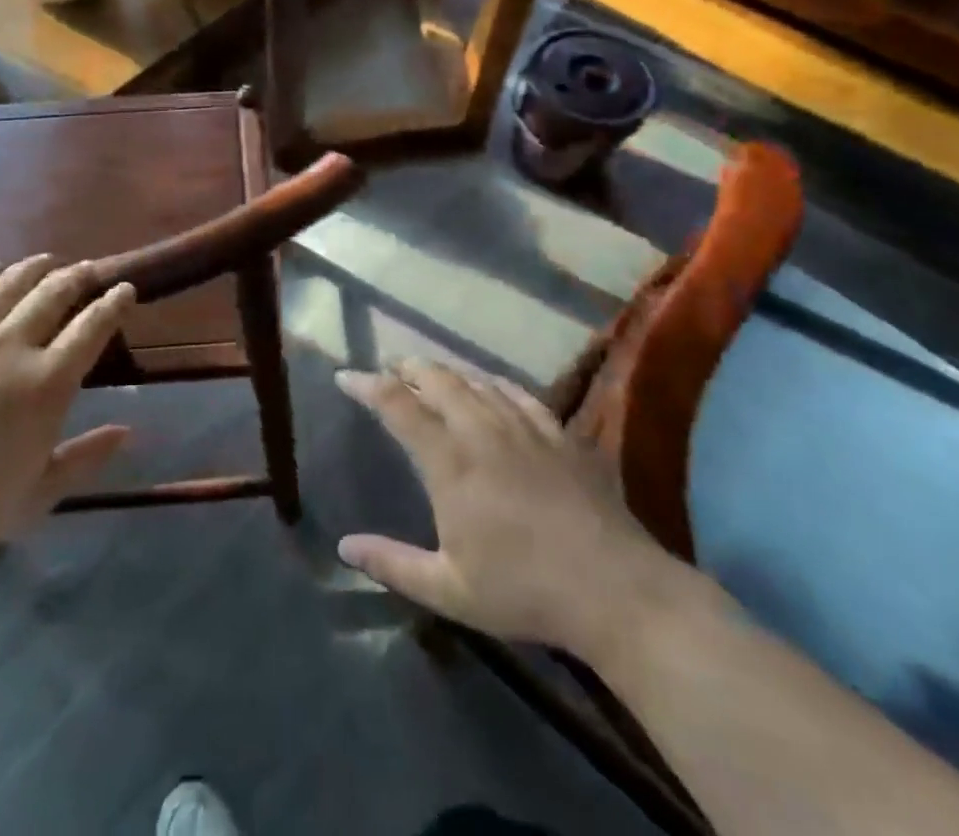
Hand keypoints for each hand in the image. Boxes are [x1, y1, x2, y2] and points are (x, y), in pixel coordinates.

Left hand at [0, 256, 135, 568]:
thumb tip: (127, 431)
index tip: (125, 289)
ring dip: (35, 268)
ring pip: (10, 285)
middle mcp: (12, 347)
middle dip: (79, 276)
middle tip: (90, 270)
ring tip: (48, 260)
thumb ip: (86, 458)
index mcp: (47, 383)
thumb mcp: (40, 494)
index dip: (113, 303)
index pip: (92, 326)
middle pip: (54, 293)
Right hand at [336, 359, 696, 662]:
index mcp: (450, 463)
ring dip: (446, 371)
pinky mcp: (558, 433)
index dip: (368, 385)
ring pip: (476, 380)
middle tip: (389, 367)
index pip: (398, 406)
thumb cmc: (525, 592)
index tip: (345, 375)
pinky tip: (490, 383)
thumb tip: (343, 547)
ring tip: (428, 371)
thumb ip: (392, 564)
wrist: (614, 590)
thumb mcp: (449, 590)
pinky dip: (493, 382)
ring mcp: (524, 427)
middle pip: (437, 380)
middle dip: (407, 367)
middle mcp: (482, 431)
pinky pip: (518, 392)